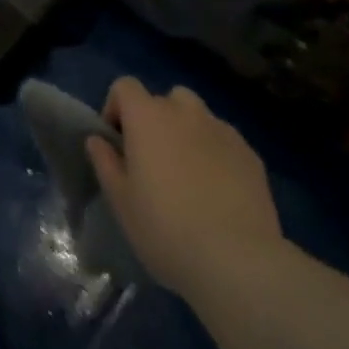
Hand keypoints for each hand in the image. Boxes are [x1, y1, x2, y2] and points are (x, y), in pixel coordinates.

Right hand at [86, 77, 286, 295]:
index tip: (118, 144)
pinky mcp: (250, 154)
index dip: (116, 108)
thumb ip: (105, 162)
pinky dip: (216, 154)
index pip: (125, 86)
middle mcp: (184, 111)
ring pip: (198, 117)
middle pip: (164, 99)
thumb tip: (98, 140)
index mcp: (147, 116)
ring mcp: (221, 130)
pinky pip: (224, 141)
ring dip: (188, 133)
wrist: (238, 262)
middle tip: (154, 162)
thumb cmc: (166, 229)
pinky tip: (219, 192)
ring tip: (189, 174)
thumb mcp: (121, 202)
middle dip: (155, 121)